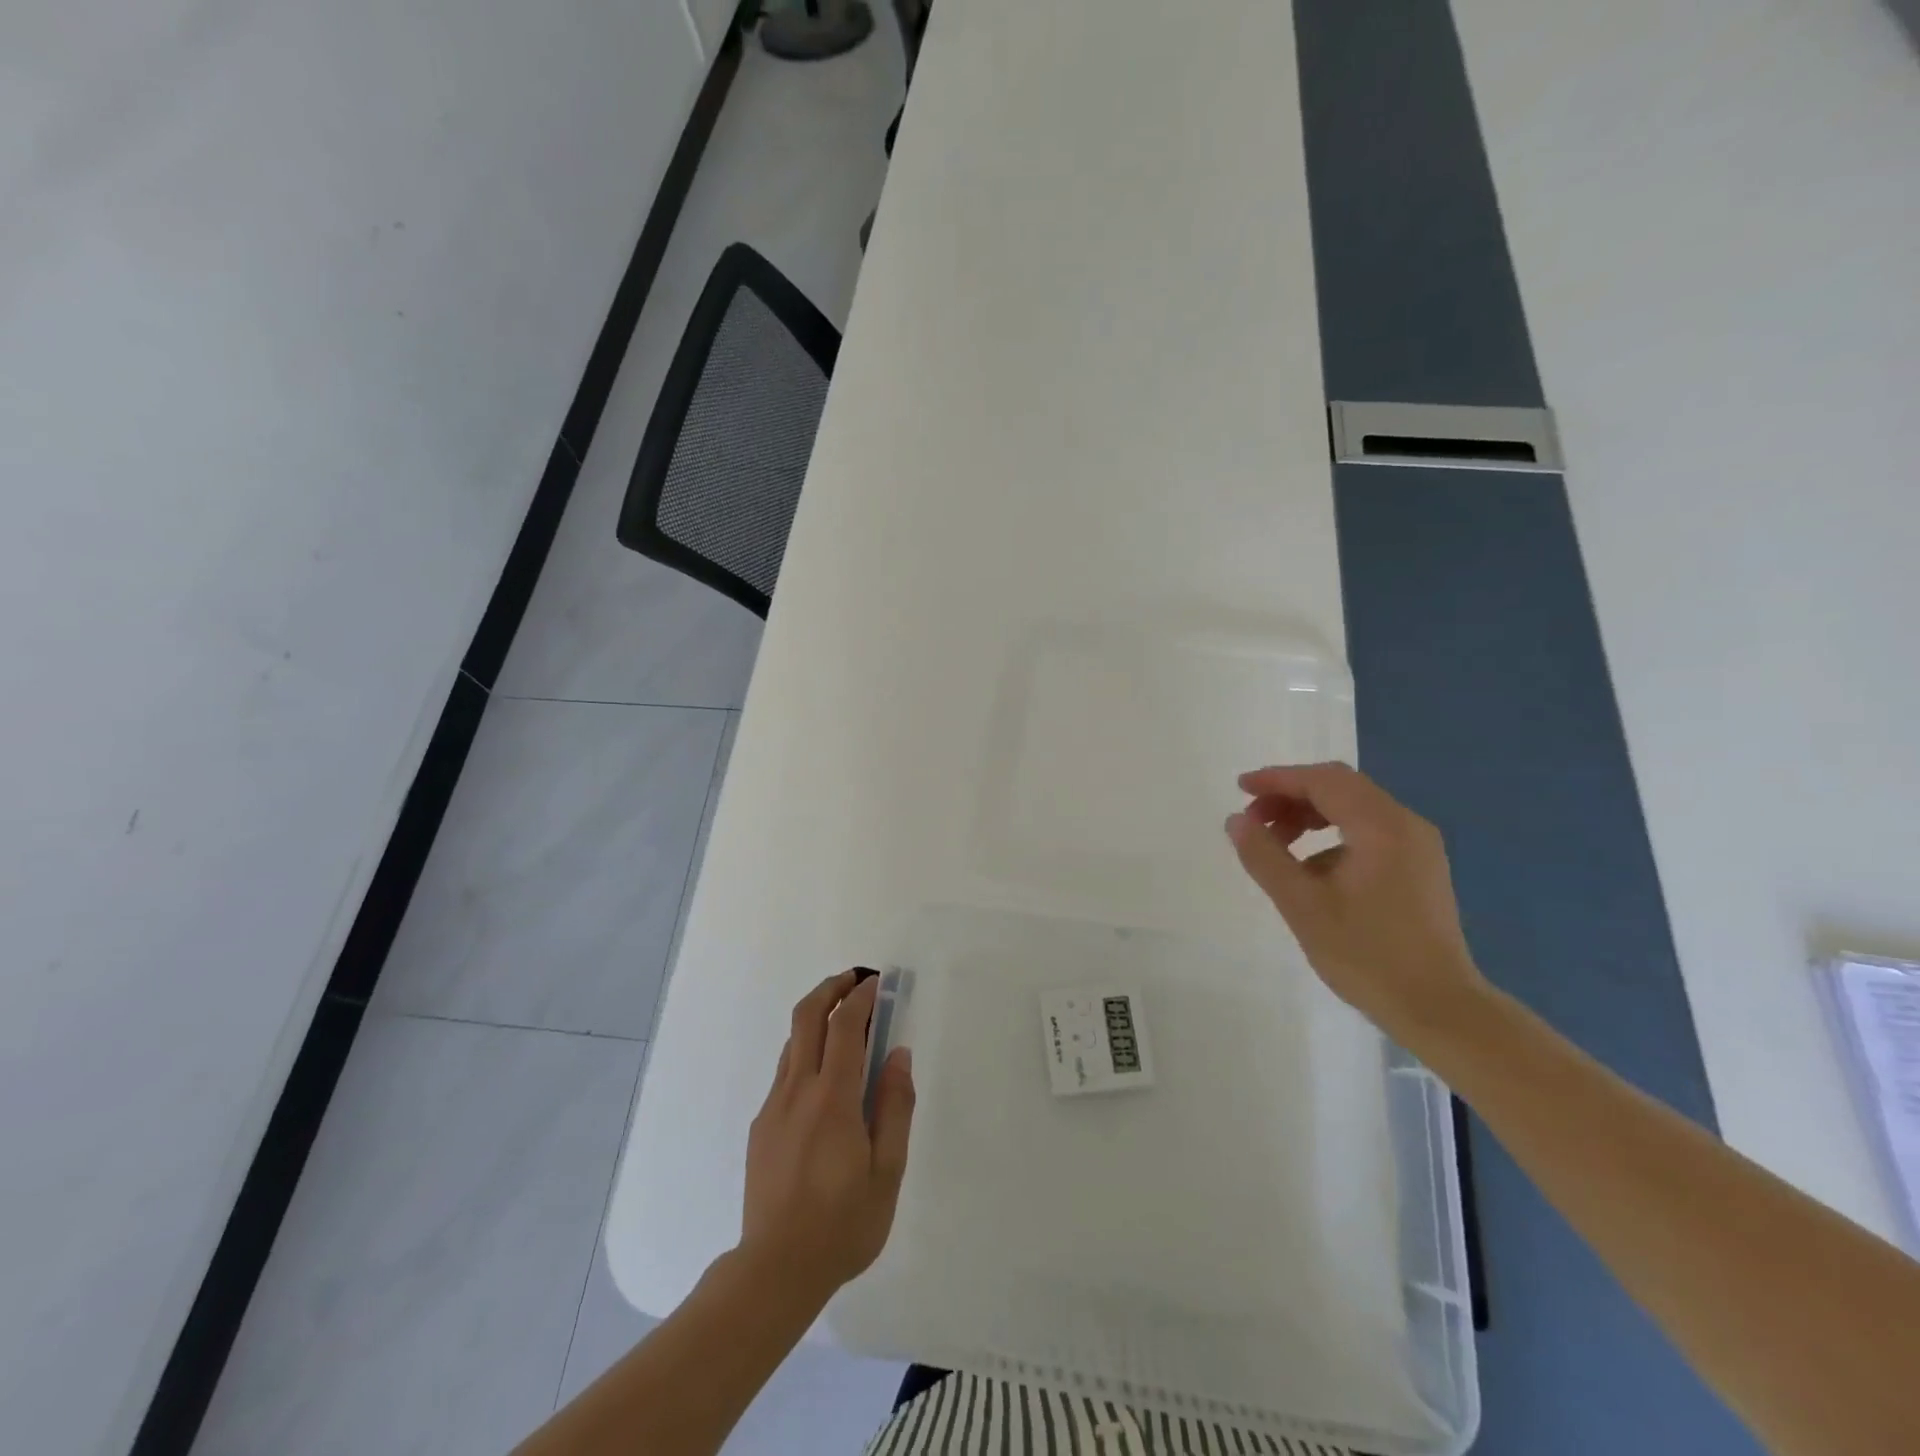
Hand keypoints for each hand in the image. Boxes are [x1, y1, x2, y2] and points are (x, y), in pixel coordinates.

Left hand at [741, 971, 915, 1306]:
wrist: (774, 1271)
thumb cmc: (843, 1224)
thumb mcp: (887, 1171)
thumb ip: (895, 1106)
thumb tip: (898, 1054)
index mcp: (832, 1098)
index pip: (845, 1027)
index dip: (861, 998)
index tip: (876, 983)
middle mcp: (797, 1090)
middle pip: (807, 1018)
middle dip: (830, 988)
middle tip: (854, 979)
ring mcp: (773, 1106)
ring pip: (792, 1042)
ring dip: (816, 1018)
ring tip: (844, 1020)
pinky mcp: (761, 1126)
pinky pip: (785, 1071)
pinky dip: (806, 1052)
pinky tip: (825, 1077)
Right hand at [1225, 762, 1486, 1036]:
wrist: (1440, 1009)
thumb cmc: (1367, 955)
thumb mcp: (1302, 905)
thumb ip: (1265, 857)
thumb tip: (1236, 820)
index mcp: (1381, 827)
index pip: (1323, 780)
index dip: (1278, 779)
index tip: (1240, 789)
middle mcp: (1405, 825)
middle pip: (1341, 788)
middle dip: (1291, 796)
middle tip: (1254, 821)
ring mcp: (1418, 847)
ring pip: (1355, 809)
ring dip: (1310, 816)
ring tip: (1277, 844)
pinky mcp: (1419, 868)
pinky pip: (1369, 832)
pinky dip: (1332, 836)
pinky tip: (1311, 870)